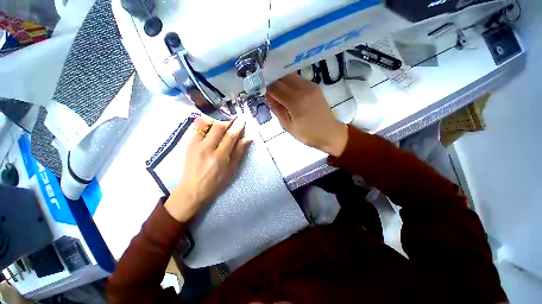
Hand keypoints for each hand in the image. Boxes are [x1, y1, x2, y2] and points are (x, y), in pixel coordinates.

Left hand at [165, 116, 251, 221]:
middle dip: (227, 121)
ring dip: (215, 121)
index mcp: (220, 157)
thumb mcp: (232, 169)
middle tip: (232, 123)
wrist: (193, 190)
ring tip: (221, 126)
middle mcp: (206, 148)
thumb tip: (248, 138)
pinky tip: (210, 129)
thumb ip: (239, 152)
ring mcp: (195, 145)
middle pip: (218, 126)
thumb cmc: (216, 182)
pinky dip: (205, 124)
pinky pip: (196, 127)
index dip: (238, 126)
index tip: (242, 119)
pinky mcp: (188, 144)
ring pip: (205, 123)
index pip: (230, 136)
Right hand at [266, 74, 347, 156]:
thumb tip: (267, 96)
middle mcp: (303, 89)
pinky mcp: (315, 86)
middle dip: (272, 80)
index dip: (265, 86)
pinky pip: (298, 80)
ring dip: (281, 80)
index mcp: (295, 101)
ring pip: (290, 76)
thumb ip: (277, 109)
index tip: (259, 89)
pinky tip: (287, 91)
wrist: (330, 133)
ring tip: (276, 90)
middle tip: (265, 88)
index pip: (274, 86)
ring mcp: (310, 86)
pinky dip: (289, 83)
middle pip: (282, 76)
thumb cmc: (307, 134)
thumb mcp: (288, 126)